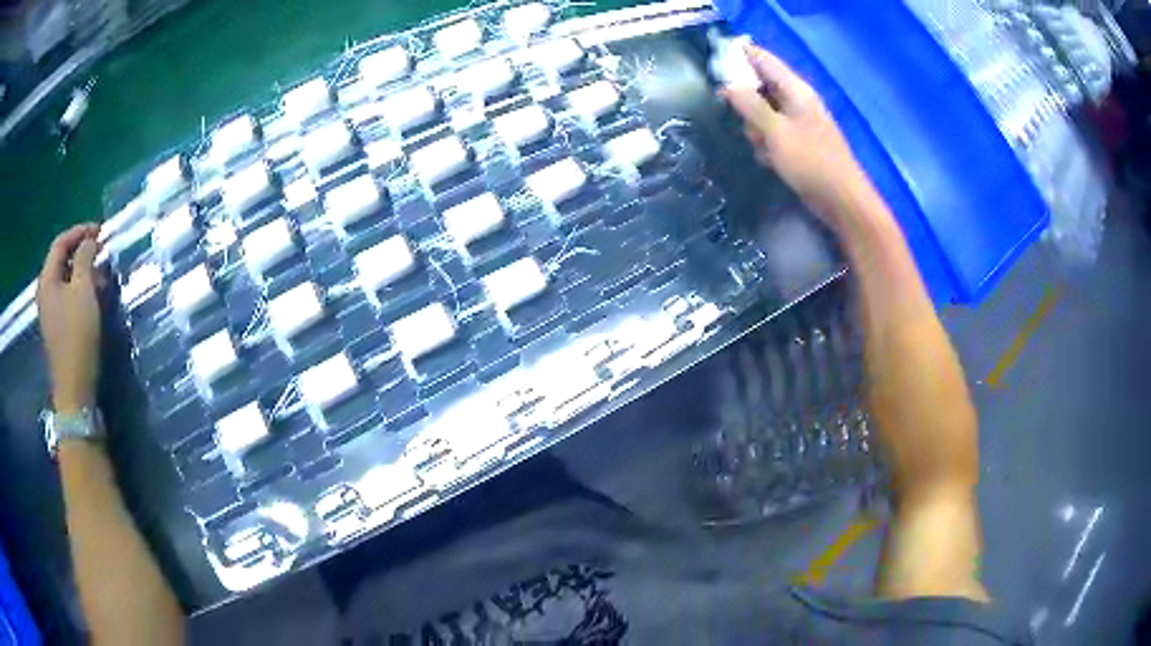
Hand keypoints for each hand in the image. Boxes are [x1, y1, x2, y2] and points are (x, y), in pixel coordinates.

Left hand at [37, 223, 103, 413]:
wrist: (74, 387)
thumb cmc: (77, 335)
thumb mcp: (83, 291)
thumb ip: (85, 259)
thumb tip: (89, 241)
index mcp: (47, 279)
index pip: (61, 242)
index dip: (80, 231)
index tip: (100, 230)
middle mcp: (45, 292)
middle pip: (62, 260)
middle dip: (82, 251)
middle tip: (101, 250)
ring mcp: (50, 311)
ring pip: (66, 279)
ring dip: (83, 271)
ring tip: (101, 273)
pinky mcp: (57, 327)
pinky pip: (67, 296)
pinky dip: (80, 289)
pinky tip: (94, 295)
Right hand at [720, 44, 873, 231]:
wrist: (842, 201)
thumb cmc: (811, 162)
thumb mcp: (776, 131)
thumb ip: (750, 105)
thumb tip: (727, 85)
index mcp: (796, 90)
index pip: (763, 59)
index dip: (738, 56)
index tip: (714, 64)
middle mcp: (797, 101)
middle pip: (760, 87)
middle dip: (746, 103)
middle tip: (742, 120)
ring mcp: (798, 123)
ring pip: (763, 114)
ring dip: (755, 129)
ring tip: (762, 147)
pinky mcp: (798, 144)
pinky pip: (772, 135)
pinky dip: (767, 145)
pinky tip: (771, 160)